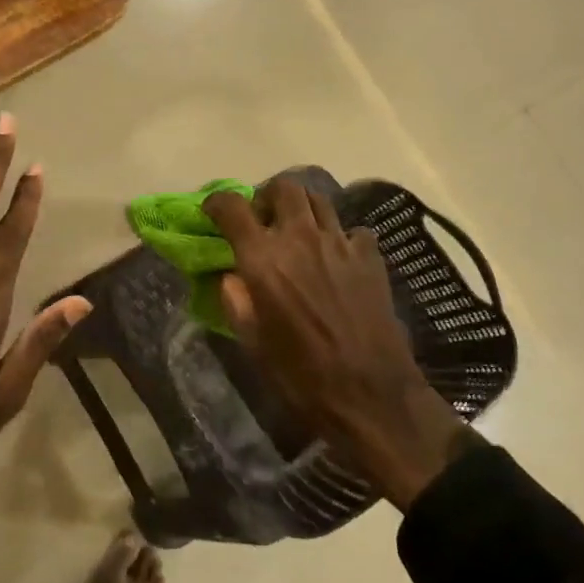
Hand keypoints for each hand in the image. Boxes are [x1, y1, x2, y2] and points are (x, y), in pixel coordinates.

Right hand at [203, 178, 477, 508]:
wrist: (370, 395)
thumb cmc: (301, 376)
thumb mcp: (252, 343)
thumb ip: (236, 300)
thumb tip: (230, 275)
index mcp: (264, 259)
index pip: (232, 206)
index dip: (217, 202)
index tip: (212, 213)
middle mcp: (300, 238)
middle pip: (284, 187)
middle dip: (267, 197)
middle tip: (263, 221)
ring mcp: (340, 244)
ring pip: (319, 200)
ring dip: (302, 209)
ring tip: (298, 234)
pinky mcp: (370, 257)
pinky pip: (352, 230)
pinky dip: (339, 237)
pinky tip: (337, 259)